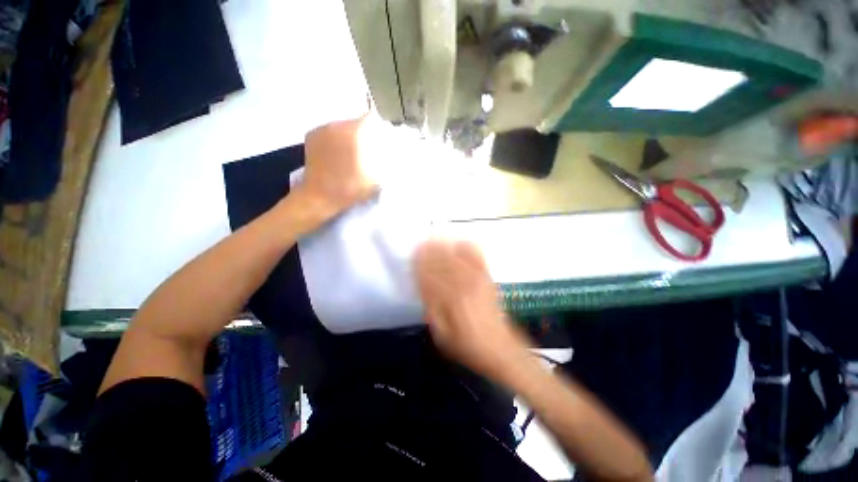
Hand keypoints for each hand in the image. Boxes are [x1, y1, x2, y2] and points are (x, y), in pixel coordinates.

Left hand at [289, 115, 379, 224]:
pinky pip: (329, 131)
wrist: (320, 196)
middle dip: (363, 133)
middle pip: (356, 122)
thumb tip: (386, 149)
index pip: (371, 120)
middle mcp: (337, 125)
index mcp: (354, 133)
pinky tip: (336, 153)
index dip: (378, 130)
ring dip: (349, 136)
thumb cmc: (351, 188)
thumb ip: (384, 160)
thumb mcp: (376, 177)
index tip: (379, 142)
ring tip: (350, 152)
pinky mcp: (311, 134)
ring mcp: (322, 128)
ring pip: (342, 126)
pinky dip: (335, 138)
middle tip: (365, 149)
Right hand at [414, 240, 530, 380]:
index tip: (413, 256)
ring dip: (444, 246)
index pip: (432, 275)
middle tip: (421, 244)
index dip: (421, 264)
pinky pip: (477, 258)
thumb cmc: (466, 344)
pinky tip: (460, 242)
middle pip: (443, 263)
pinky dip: (468, 248)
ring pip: (457, 257)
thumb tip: (423, 287)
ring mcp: (478, 280)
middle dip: (430, 252)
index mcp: (451, 300)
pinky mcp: (488, 278)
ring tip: (435, 238)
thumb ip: (431, 309)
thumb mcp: (442, 334)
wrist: (499, 348)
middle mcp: (464, 285)